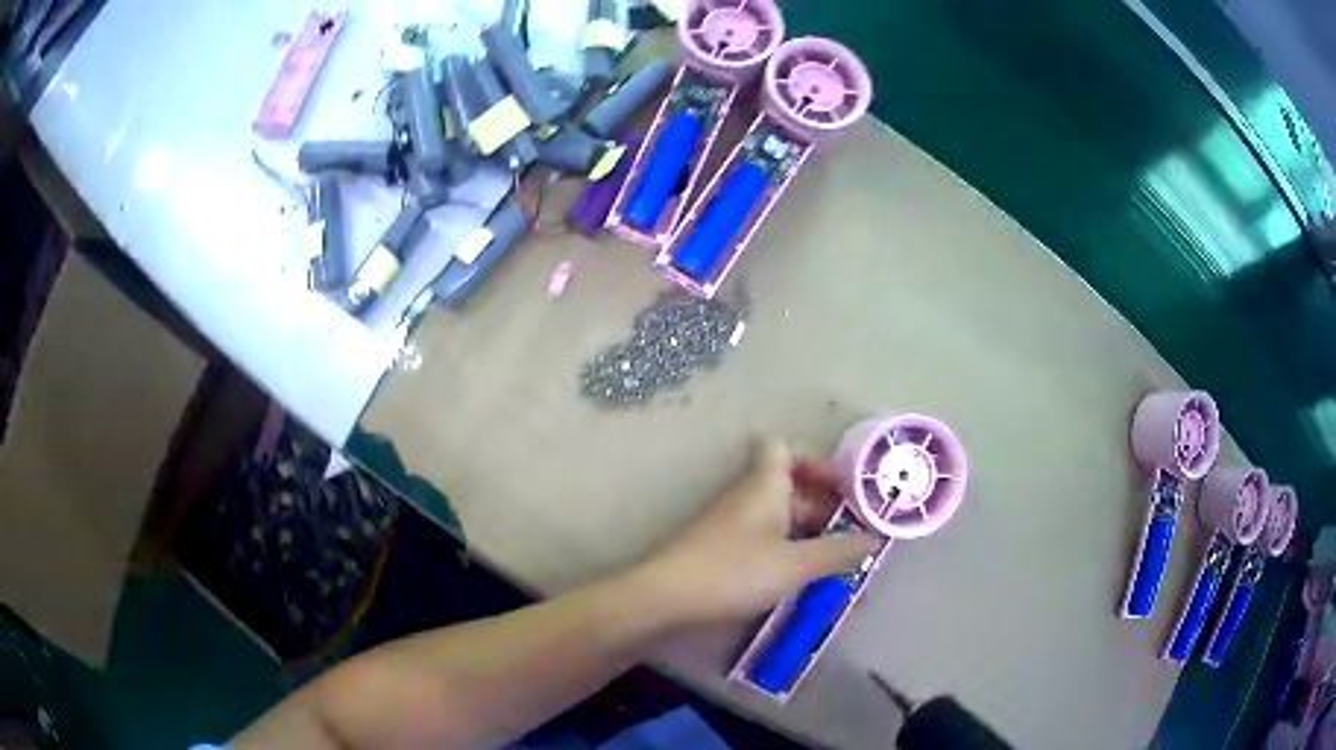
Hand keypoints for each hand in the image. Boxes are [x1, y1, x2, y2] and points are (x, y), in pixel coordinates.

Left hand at [632, 438, 880, 627]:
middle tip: (852, 535)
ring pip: (777, 516)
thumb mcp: (797, 564)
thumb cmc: (735, 572)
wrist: (666, 599)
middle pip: (788, 486)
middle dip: (822, 506)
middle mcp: (746, 497)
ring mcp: (730, 525)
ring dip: (806, 533)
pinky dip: (786, 551)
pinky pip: (763, 540)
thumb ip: (838, 551)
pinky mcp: (720, 551)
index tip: (843, 489)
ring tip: (835, 561)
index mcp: (764, 485)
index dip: (814, 461)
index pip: (783, 447)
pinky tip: (800, 578)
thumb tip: (875, 538)